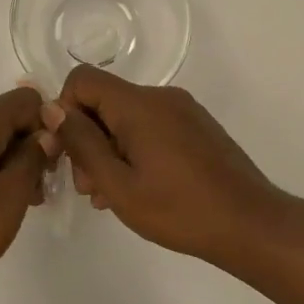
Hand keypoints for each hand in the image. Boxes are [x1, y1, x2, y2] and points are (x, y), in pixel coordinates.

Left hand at [0, 86, 54, 295]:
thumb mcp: (8, 198)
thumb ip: (33, 159)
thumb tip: (46, 133)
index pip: (24, 100)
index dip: (46, 126)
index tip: (50, 165)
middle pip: (3, 119)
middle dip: (28, 148)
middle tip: (37, 193)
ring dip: (7, 164)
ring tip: (14, 206)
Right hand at [43, 65, 303, 270]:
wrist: (251, 225)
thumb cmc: (180, 210)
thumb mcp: (118, 185)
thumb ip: (82, 144)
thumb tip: (52, 109)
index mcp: (139, 105)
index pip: (82, 79)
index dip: (65, 110)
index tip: (69, 153)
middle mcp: (161, 97)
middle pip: (104, 100)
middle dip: (87, 138)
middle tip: (89, 187)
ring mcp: (182, 110)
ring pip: (126, 116)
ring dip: (109, 149)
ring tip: (111, 195)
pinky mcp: (196, 126)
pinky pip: (150, 126)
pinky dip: (134, 150)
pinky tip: (139, 187)